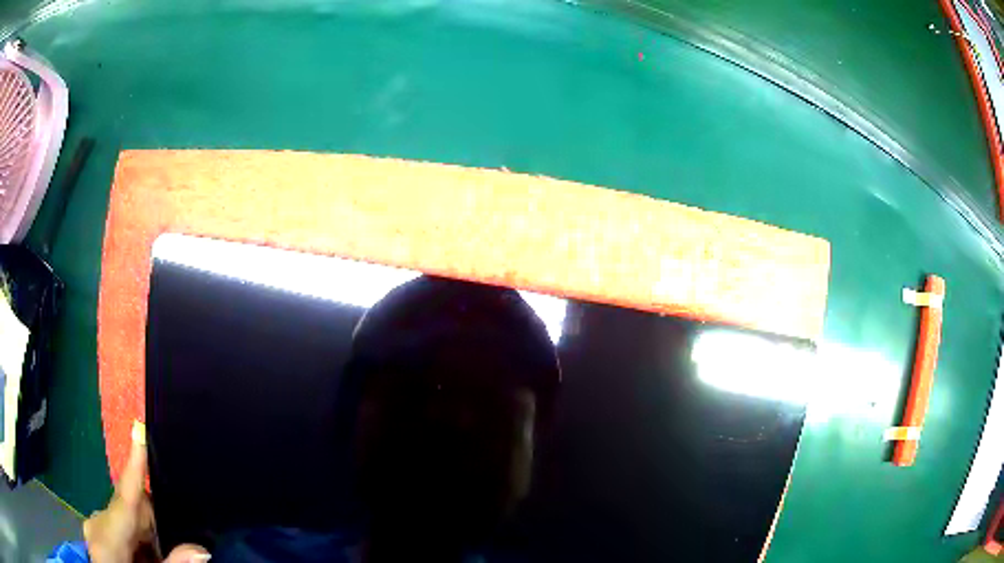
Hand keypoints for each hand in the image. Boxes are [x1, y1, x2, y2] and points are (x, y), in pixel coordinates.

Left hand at [83, 423, 209, 562]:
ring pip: (124, 516)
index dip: (134, 465)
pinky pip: (118, 525)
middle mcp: (96, 524)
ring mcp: (93, 526)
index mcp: (107, 538)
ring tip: (155, 557)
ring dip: (144, 532)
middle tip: (172, 543)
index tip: (139, 427)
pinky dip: (135, 538)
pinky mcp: (94, 531)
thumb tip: (200, 548)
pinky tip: (143, 556)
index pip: (123, 497)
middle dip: (151, 519)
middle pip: (128, 507)